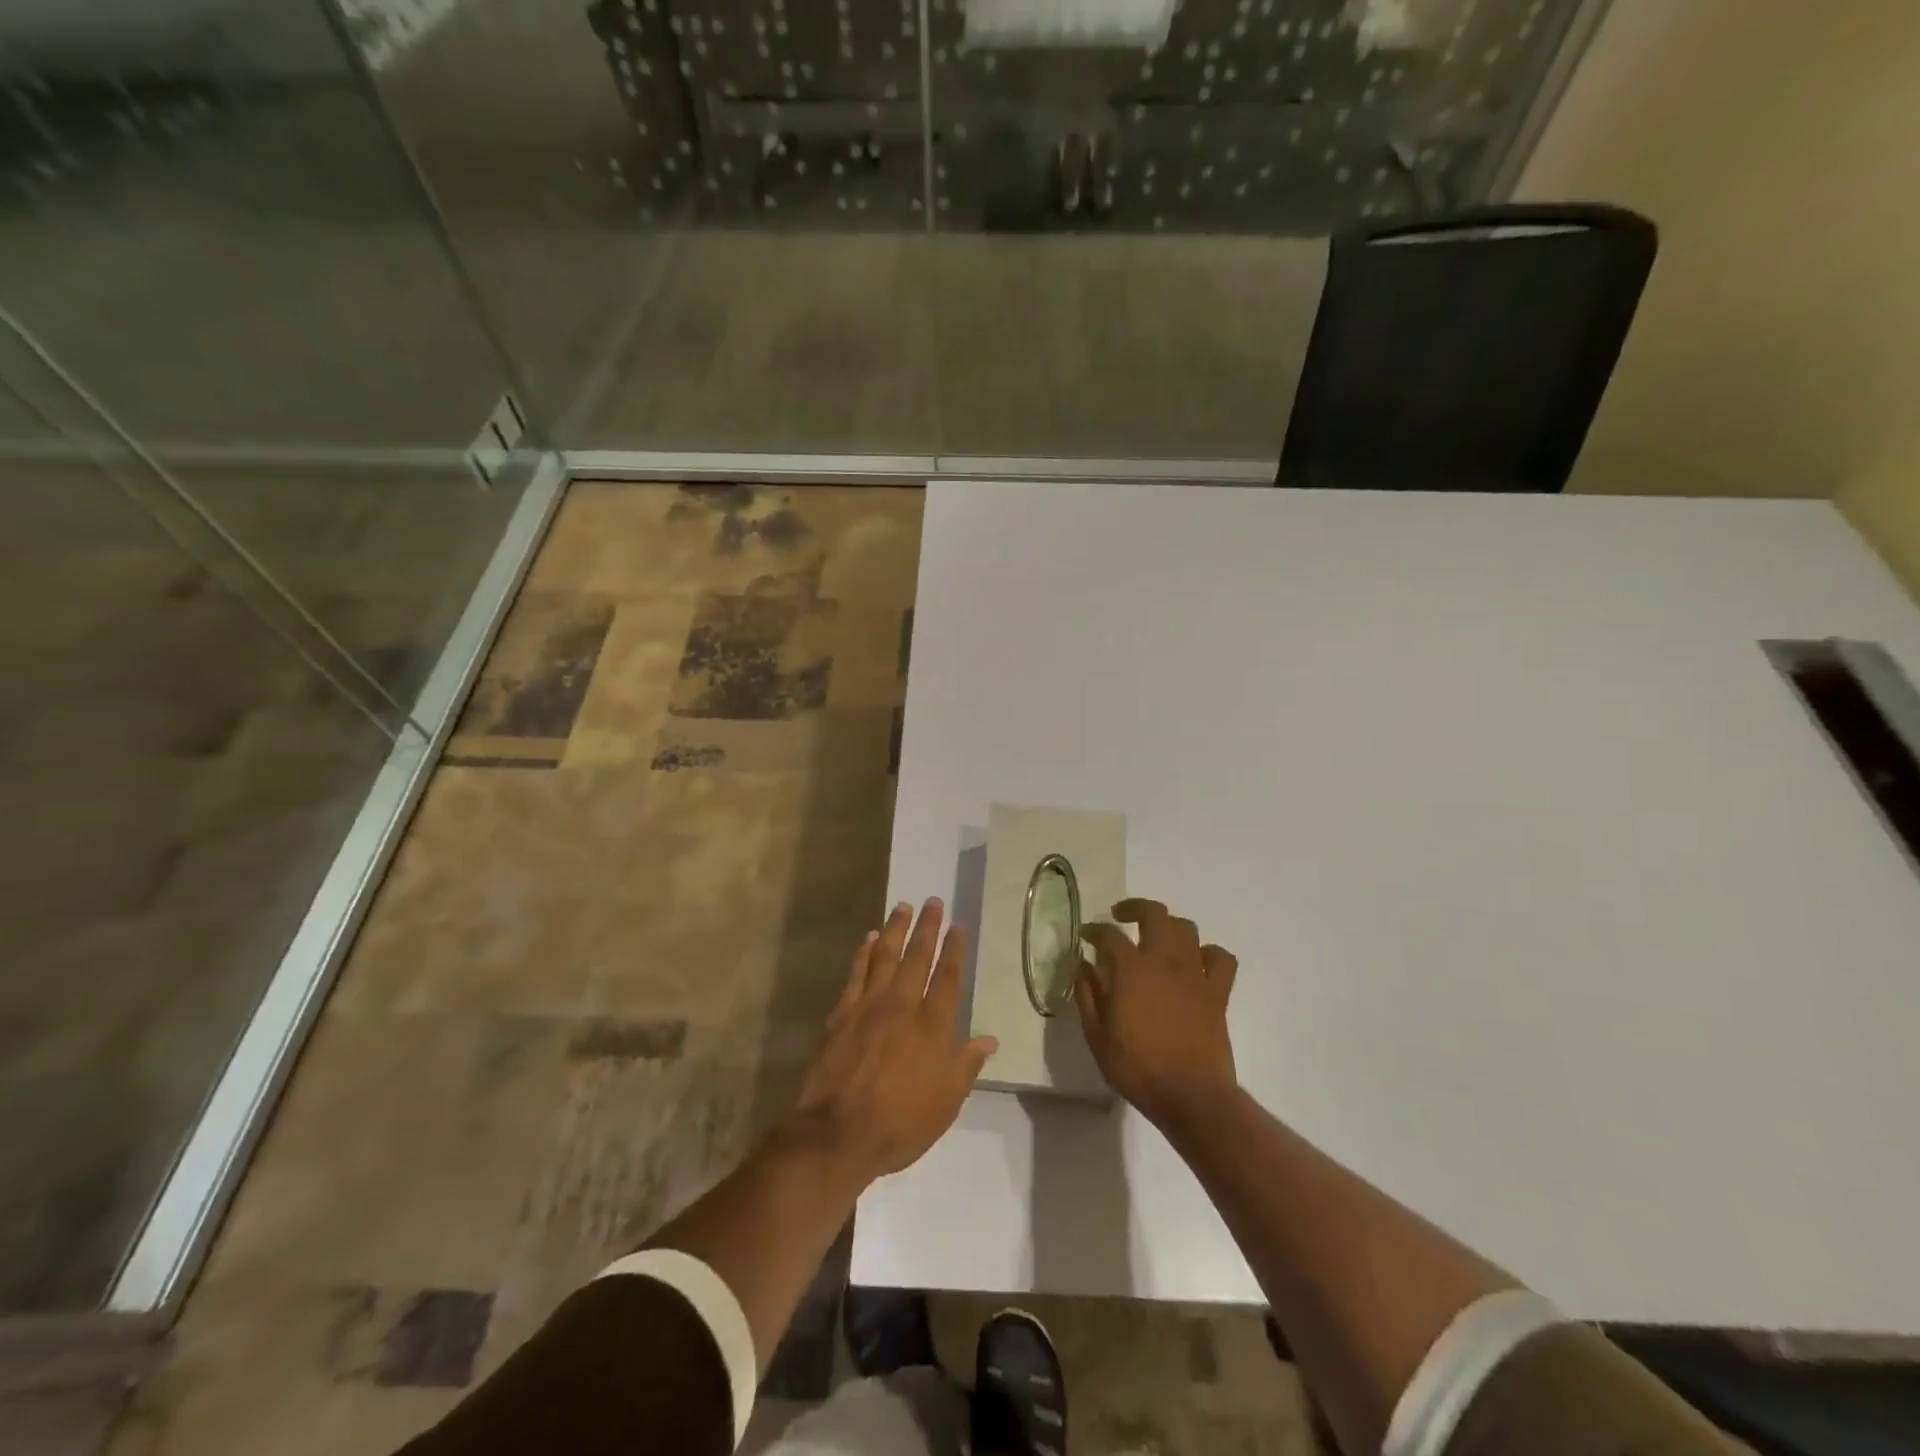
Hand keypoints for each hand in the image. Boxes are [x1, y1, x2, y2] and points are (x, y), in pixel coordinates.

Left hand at [789, 899, 996, 1186]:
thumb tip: (989, 1040)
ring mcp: (869, 1005)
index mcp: (933, 1026)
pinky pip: (856, 973)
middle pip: (918, 957)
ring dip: (896, 930)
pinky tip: (869, 938)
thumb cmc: (900, 1123)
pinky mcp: (842, 1013)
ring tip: (904, 907)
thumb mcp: (946, 1103)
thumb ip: (966, 1065)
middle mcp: (902, 1006)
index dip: (955, 950)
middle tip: (933, 902)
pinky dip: (864, 952)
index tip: (958, 926)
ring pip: (886, 956)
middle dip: (928, 928)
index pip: (948, 977)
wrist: (838, 1133)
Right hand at [1076, 897, 1238, 1124]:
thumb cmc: (1137, 1068)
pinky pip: (1221, 959)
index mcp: (1130, 969)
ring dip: (1169, 926)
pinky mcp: (1218, 992)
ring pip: (1186, 928)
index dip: (1094, 930)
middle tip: (1121, 917)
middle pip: (1153, 914)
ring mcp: (1194, 974)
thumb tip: (1081, 967)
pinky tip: (1196, 962)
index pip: (1108, 934)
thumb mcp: (1097, 1036)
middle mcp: (1163, 960)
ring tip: (1157, 938)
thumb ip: (1087, 996)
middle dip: (1134, 908)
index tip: (1086, 936)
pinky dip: (1208, 953)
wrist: (1190, 1095)